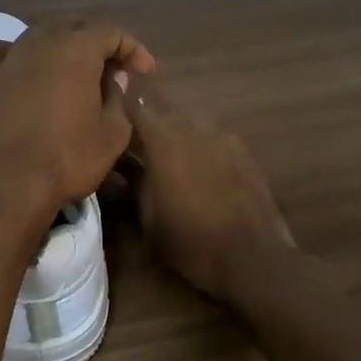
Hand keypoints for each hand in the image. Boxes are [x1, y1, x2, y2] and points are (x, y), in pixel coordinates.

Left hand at [0, 16, 156, 235]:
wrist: (6, 184)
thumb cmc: (68, 158)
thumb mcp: (113, 134)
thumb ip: (118, 99)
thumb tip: (113, 81)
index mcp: (76, 49)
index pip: (111, 32)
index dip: (132, 48)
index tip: (146, 72)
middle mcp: (40, 42)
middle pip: (73, 26)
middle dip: (97, 42)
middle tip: (113, 70)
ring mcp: (8, 59)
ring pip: (37, 35)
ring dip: (60, 46)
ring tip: (72, 71)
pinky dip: (11, 52)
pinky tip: (19, 66)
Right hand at [125, 77, 293, 300]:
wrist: (253, 257)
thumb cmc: (191, 242)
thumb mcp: (148, 218)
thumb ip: (132, 180)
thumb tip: (119, 161)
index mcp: (164, 139)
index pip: (134, 103)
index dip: (118, 103)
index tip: (106, 111)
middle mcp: (193, 126)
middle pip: (162, 108)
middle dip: (145, 120)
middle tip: (132, 140)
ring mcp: (223, 135)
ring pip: (189, 121)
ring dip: (174, 132)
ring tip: (165, 156)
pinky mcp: (244, 150)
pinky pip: (212, 136)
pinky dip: (199, 145)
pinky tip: (197, 169)